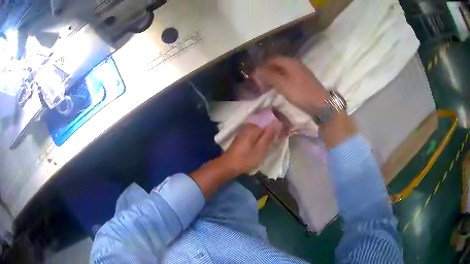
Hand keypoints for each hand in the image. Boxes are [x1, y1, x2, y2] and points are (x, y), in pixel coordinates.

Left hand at [220, 122, 282, 175]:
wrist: (227, 166)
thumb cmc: (245, 159)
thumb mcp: (260, 149)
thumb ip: (269, 135)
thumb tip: (278, 122)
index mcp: (254, 127)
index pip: (270, 120)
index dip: (278, 124)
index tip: (286, 130)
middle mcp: (248, 126)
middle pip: (264, 123)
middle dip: (273, 128)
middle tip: (281, 136)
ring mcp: (244, 131)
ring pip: (260, 128)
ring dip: (268, 132)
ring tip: (275, 139)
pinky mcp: (242, 137)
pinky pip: (255, 132)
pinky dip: (261, 135)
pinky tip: (264, 142)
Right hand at [254, 56, 328, 115]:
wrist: (321, 104)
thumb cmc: (301, 93)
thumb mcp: (282, 85)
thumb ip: (269, 76)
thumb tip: (256, 70)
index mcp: (290, 62)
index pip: (272, 59)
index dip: (263, 65)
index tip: (255, 75)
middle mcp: (296, 64)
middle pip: (278, 64)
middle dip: (268, 71)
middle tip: (261, 82)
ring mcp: (301, 71)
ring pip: (283, 70)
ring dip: (274, 77)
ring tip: (268, 87)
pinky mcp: (304, 79)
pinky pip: (289, 76)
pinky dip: (282, 80)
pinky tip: (280, 88)